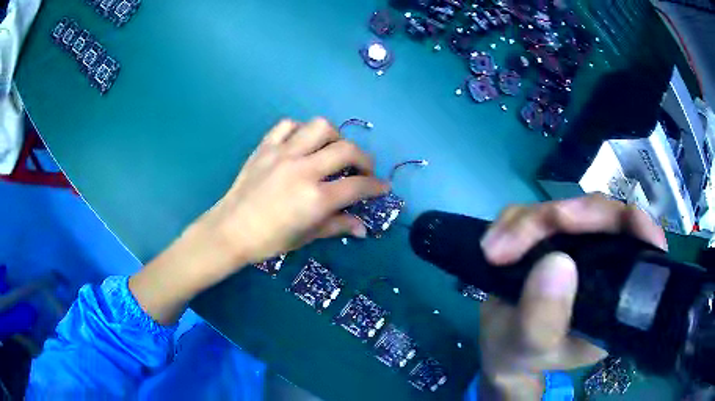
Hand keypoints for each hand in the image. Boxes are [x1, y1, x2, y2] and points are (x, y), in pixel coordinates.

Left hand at [200, 117, 387, 264]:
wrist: (230, 230)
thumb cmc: (269, 240)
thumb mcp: (307, 236)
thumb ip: (337, 226)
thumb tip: (363, 228)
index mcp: (315, 198)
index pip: (358, 186)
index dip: (376, 186)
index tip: (383, 187)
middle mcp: (303, 169)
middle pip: (347, 150)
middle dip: (365, 159)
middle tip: (364, 170)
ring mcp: (283, 154)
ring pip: (320, 127)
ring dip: (335, 137)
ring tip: (333, 150)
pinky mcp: (266, 147)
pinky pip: (288, 125)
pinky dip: (301, 130)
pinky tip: (302, 143)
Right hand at [477, 194, 666, 398]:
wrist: (500, 347)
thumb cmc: (521, 355)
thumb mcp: (529, 348)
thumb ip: (542, 319)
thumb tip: (557, 262)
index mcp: (615, 295)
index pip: (641, 248)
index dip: (637, 226)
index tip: (613, 220)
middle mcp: (605, 262)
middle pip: (601, 216)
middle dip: (562, 218)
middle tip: (520, 236)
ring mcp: (579, 245)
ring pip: (566, 208)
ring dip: (528, 220)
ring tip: (494, 248)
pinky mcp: (553, 235)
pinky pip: (537, 210)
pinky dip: (513, 220)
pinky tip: (494, 241)